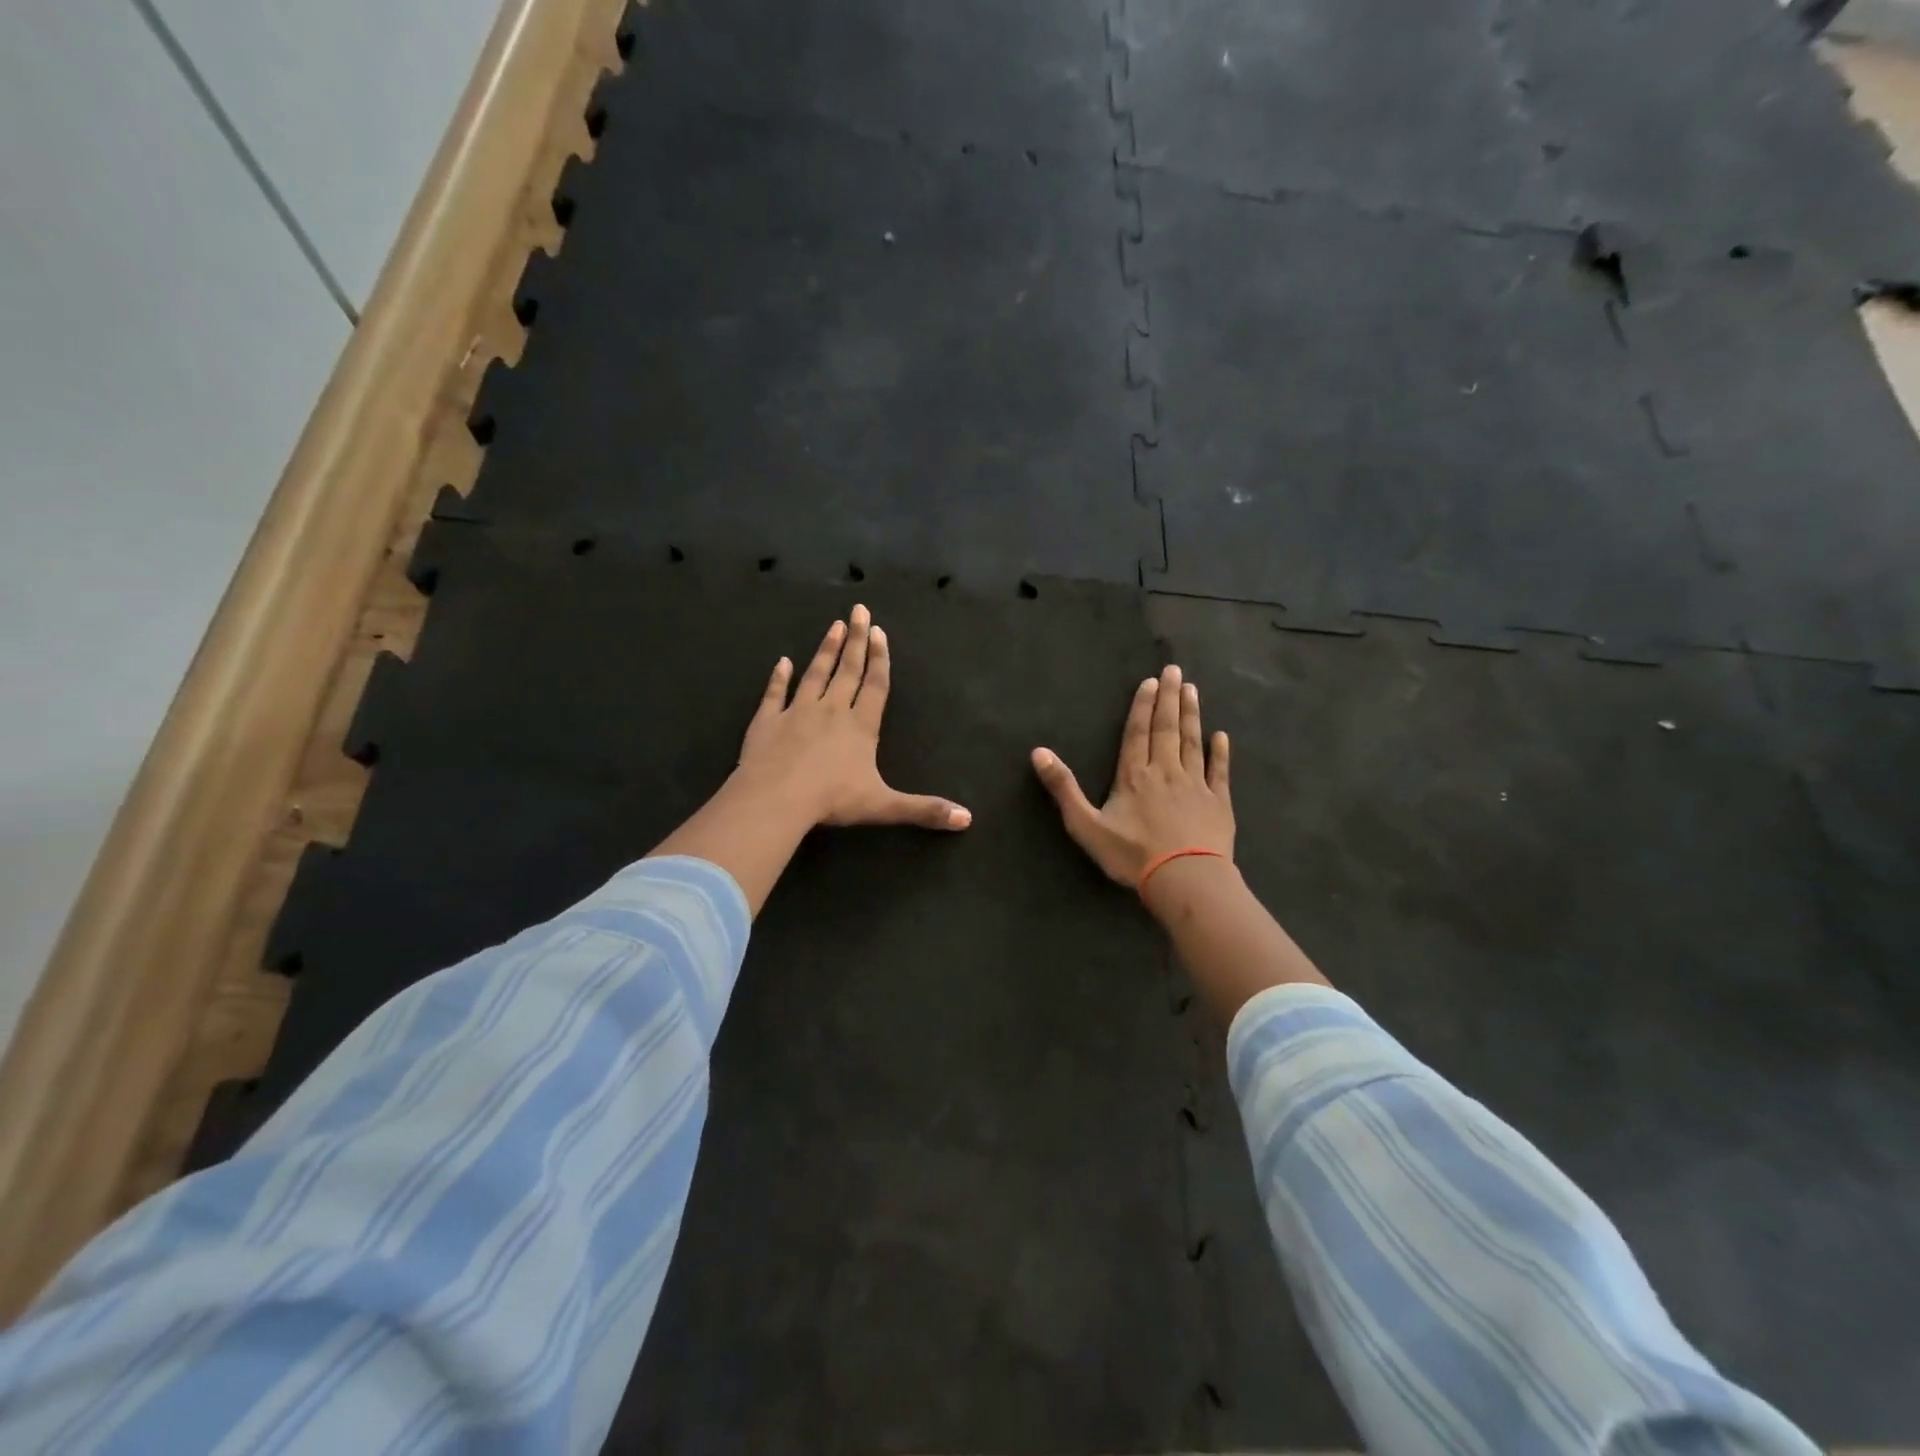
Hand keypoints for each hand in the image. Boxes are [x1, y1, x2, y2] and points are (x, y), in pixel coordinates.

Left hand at [736, 603, 970, 831]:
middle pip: (847, 670)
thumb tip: (968, 819)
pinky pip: (774, 694)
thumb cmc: (833, 800)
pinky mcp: (767, 722)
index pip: (874, 685)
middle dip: (856, 640)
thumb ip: (925, 809)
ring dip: (825, 650)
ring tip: (834, 626)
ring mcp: (796, 713)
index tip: (879, 631)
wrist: (777, 799)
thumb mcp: (885, 806)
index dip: (879, 658)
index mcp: (860, 726)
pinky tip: (781, 662)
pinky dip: (778, 677)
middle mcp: (831, 711)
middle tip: (859, 610)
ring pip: (814, 674)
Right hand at [1031, 664, 1231, 886]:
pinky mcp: (1219, 803)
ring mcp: (1195, 785)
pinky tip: (1221, 736)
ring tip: (1193, 690)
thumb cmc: (1132, 854)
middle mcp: (1166, 771)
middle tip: (1175, 671)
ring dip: (1192, 715)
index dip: (1143, 706)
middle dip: (1170, 698)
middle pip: (1167, 729)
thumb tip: (1038, 752)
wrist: (1185, 879)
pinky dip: (1220, 752)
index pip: (1138, 733)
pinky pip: (1219, 771)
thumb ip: (1063, 788)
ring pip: (1192, 742)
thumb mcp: (1086, 825)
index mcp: (1134, 776)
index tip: (1151, 682)